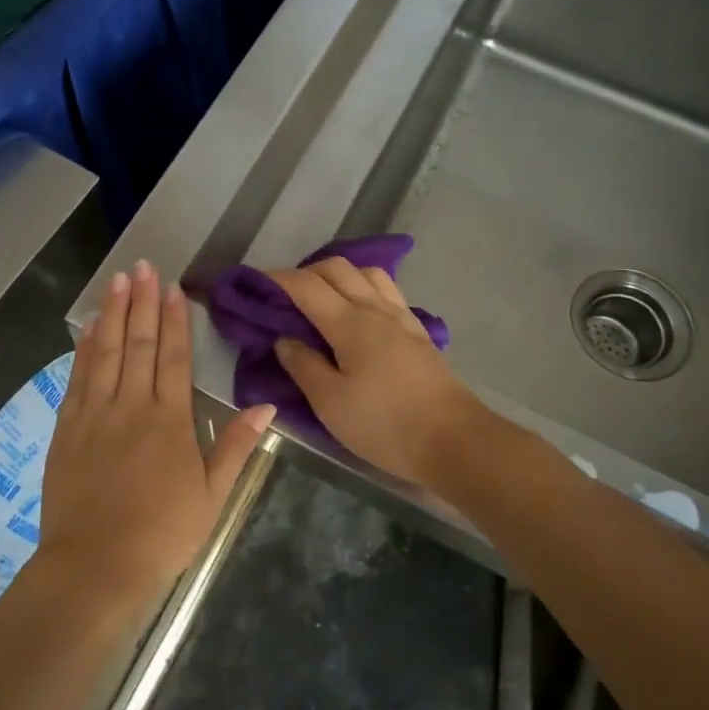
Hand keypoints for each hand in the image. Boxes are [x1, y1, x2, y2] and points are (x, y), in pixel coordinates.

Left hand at [41, 261, 274, 598]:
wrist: (95, 566)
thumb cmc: (162, 534)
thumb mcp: (212, 495)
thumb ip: (235, 446)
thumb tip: (266, 406)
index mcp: (170, 420)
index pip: (174, 357)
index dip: (175, 319)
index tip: (173, 288)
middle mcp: (132, 406)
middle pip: (139, 344)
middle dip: (143, 302)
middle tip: (143, 266)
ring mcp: (95, 414)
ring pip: (106, 352)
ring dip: (114, 313)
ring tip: (118, 280)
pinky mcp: (67, 428)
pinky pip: (78, 377)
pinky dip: (85, 348)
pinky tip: (89, 327)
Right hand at [270, 257, 487, 486]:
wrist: (454, 440)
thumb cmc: (385, 424)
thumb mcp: (330, 403)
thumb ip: (303, 365)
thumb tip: (284, 339)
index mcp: (349, 323)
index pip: (306, 286)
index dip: (277, 279)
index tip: (254, 283)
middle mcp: (376, 309)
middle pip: (338, 268)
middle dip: (306, 272)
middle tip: (285, 296)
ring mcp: (402, 318)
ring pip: (367, 274)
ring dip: (339, 275)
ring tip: (322, 299)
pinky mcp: (419, 332)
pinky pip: (387, 291)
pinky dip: (364, 288)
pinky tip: (360, 312)